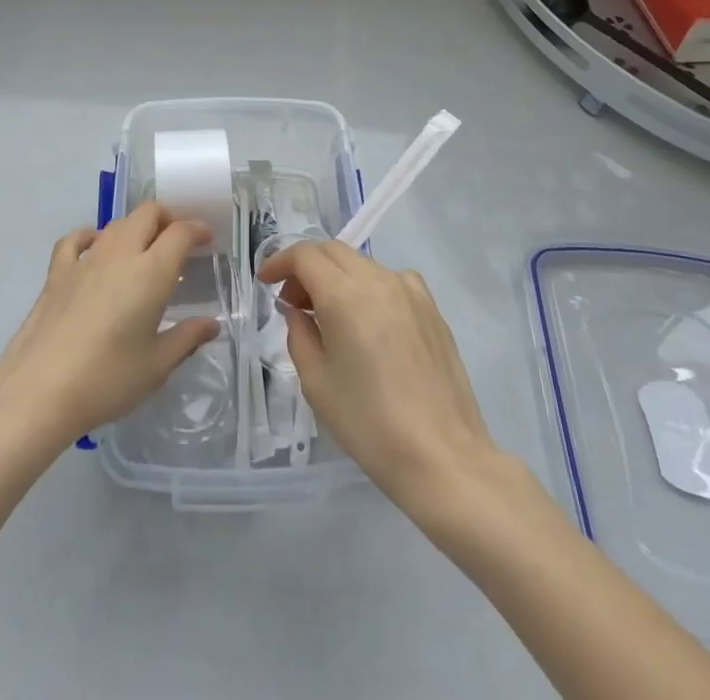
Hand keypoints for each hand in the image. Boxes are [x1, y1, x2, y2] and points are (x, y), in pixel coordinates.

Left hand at [0, 202, 218, 448]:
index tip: (207, 240)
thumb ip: (187, 338)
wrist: (38, 391)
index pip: (180, 232)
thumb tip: (211, 325)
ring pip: (116, 223)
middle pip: (148, 213)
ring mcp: (85, 260)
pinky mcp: (57, 272)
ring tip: (142, 252)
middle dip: (168, 219)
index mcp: (151, 272)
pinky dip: (91, 236)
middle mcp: (120, 254)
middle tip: (177, 243)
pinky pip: (76, 239)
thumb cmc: (106, 380)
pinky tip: (94, 249)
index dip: (197, 230)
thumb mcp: (156, 366)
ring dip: (135, 228)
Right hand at [257, 239, 496, 507]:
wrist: (444, 457)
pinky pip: (391, 280)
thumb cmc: (369, 424)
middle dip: (306, 268)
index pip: (305, 255)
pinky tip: (370, 322)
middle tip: (293, 302)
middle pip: (333, 251)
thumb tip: (299, 312)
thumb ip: (299, 335)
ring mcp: (410, 290)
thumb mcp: (316, 383)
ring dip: (337, 276)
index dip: (279, 262)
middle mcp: (378, 279)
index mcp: (344, 294)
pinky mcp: (432, 308)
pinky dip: (368, 287)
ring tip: (329, 315)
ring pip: (362, 263)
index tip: (266, 282)